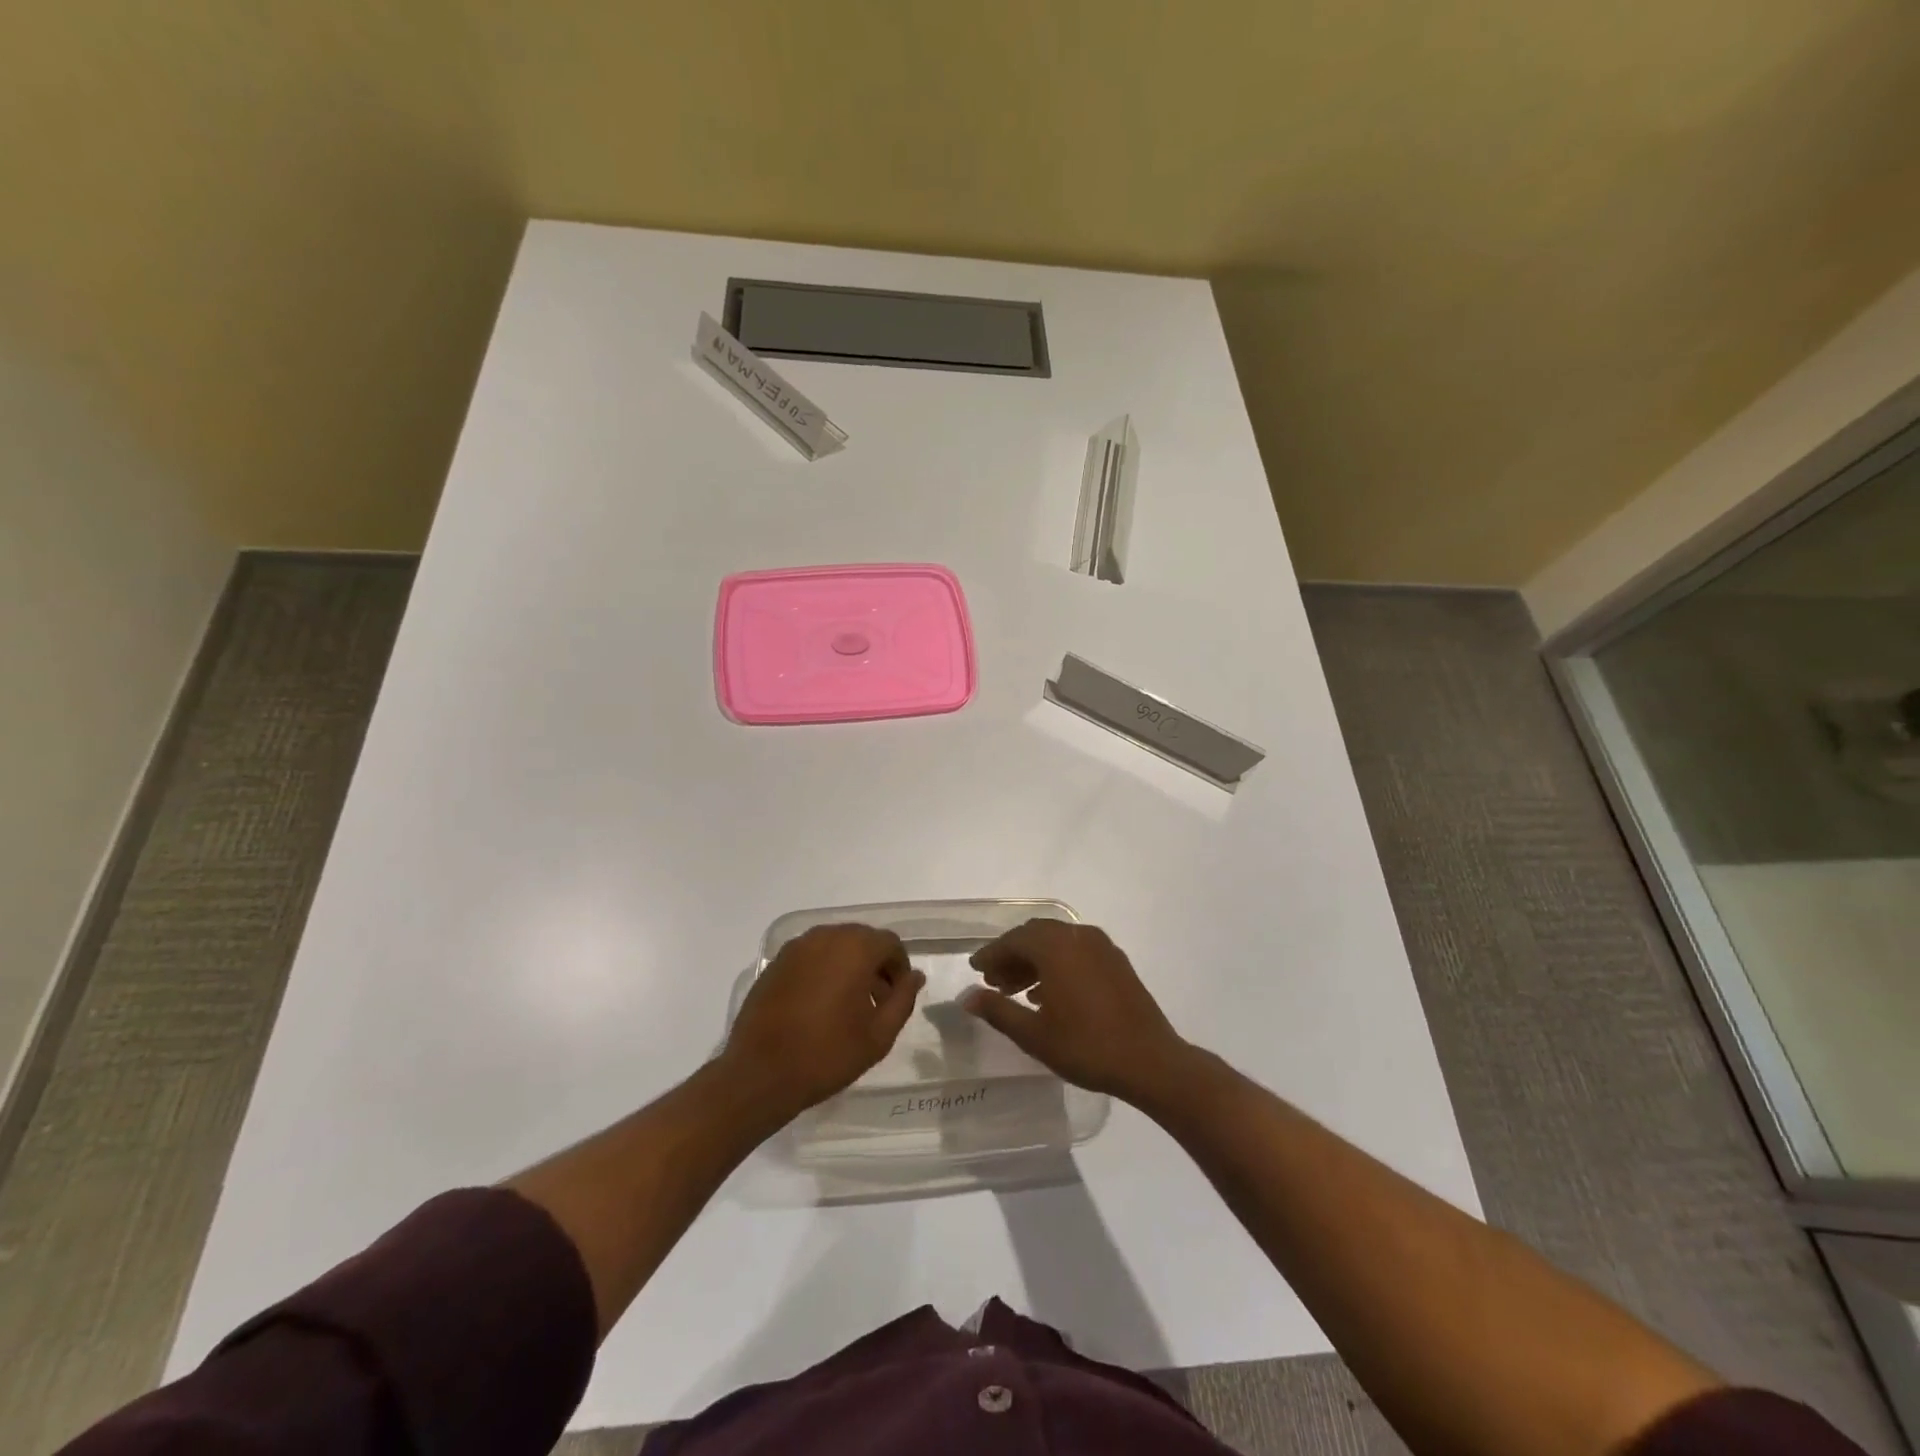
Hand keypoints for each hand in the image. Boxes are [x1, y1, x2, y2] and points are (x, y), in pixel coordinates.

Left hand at [721, 923, 923, 1121]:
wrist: (760, 1073)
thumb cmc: (827, 1054)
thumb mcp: (879, 1035)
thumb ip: (902, 1000)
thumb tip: (914, 976)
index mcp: (855, 948)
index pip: (890, 943)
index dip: (899, 968)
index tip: (897, 997)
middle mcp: (826, 936)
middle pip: (862, 939)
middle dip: (875, 964)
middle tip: (877, 1001)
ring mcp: (797, 947)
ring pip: (835, 945)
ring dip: (849, 965)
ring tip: (848, 1004)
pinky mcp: (776, 962)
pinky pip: (811, 955)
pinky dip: (823, 969)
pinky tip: (819, 1004)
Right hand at [962, 919, 1191, 1105]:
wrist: (1150, 1061)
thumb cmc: (1087, 1046)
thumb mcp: (1034, 1034)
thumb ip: (997, 1011)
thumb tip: (967, 997)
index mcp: (1056, 946)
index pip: (1013, 940)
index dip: (991, 954)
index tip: (975, 970)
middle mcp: (1078, 936)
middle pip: (1035, 935)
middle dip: (1012, 955)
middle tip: (994, 982)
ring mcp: (1101, 946)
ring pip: (1057, 942)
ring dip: (1034, 960)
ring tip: (1017, 992)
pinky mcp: (1117, 961)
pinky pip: (1077, 951)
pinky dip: (1057, 964)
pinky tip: (1049, 994)